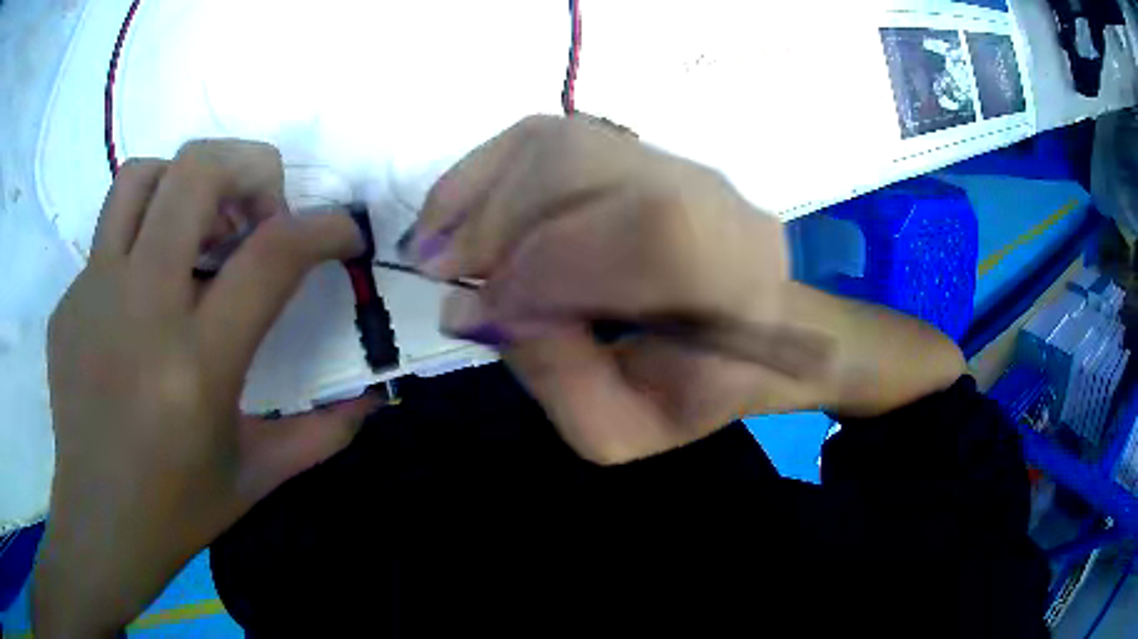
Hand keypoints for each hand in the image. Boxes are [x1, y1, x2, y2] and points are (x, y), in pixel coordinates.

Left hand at [35, 140, 378, 635]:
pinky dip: (142, 240)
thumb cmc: (177, 507)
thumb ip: (322, 434)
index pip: (271, 255)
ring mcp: (92, 296)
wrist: (98, 520)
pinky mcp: (68, 302)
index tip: (342, 232)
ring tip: (199, 226)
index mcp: (196, 365)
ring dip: (184, 181)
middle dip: (249, 168)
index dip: (324, 226)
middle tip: (262, 212)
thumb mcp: (257, 477)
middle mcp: (139, 310)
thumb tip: (375, 400)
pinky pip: (108, 236)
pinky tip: (147, 295)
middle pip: (196, 172)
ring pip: (141, 176)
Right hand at [405, 116, 806, 463]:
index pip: (651, 233)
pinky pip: (545, 135)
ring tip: (439, 247)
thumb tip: (471, 307)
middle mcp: (714, 196)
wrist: (740, 334)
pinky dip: (484, 169)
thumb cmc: (689, 392)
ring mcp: (674, 161)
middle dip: (497, 222)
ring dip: (479, 193)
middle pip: (592, 167)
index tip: (475, 307)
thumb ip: (553, 376)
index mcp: (741, 278)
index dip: (546, 264)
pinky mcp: (635, 148)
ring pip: (559, 143)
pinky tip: (454, 211)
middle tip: (440, 272)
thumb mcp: (621, 429)